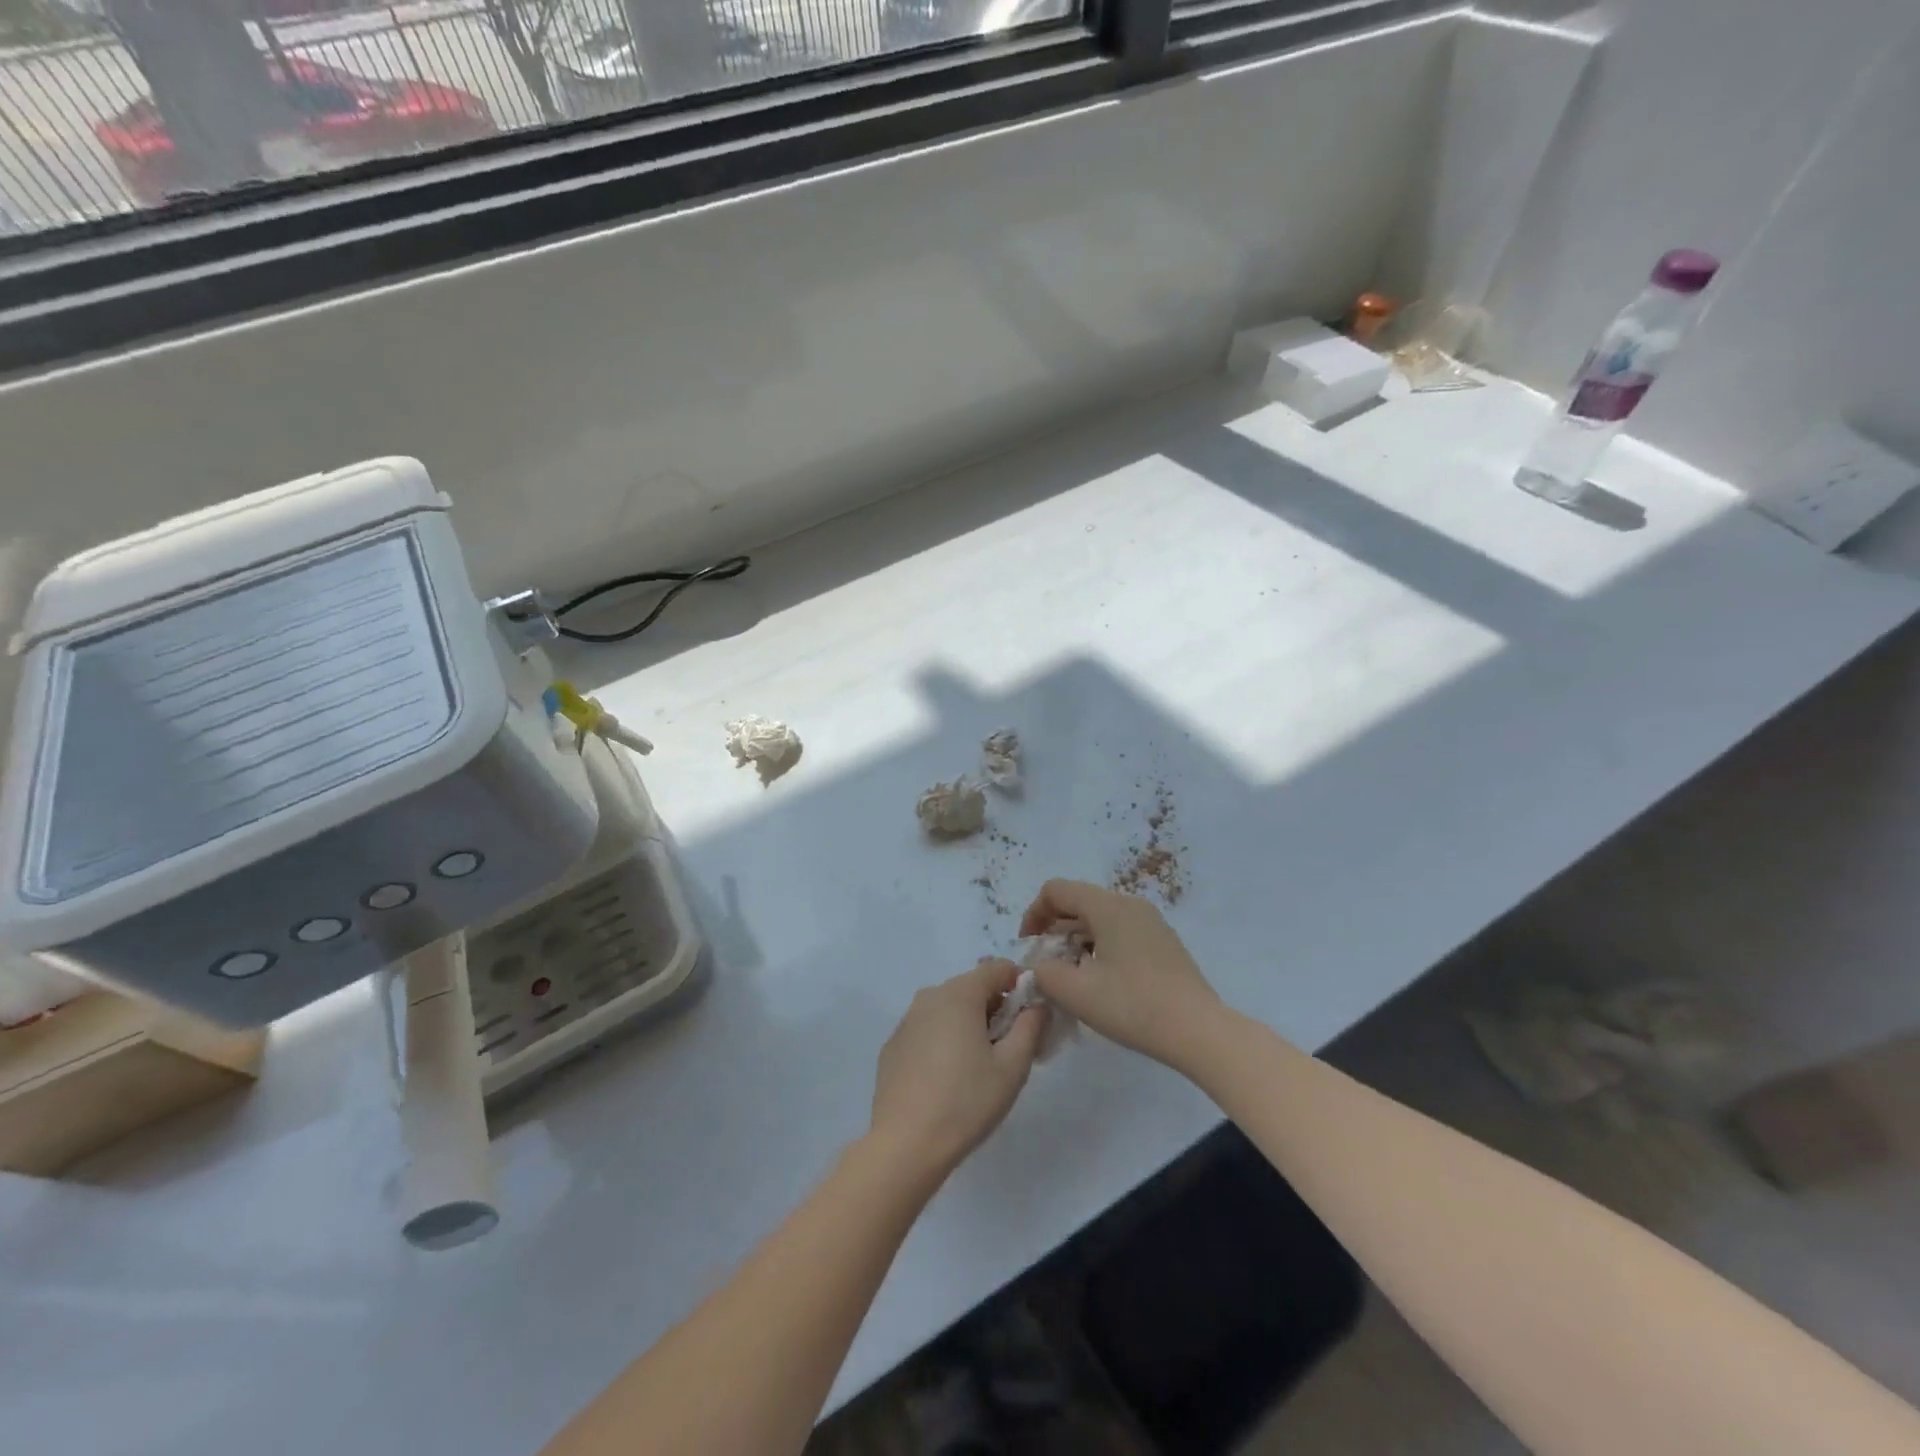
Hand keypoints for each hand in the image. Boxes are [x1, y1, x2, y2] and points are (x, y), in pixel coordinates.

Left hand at [869, 960, 1047, 1182]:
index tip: (1030, 1017)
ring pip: (948, 1008)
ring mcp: (907, 1020)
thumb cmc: (966, 1102)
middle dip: (995, 1008)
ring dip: (969, 1024)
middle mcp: (929, 996)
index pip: (997, 968)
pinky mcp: (893, 1045)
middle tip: (1010, 1048)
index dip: (1019, 985)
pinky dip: (944, 1039)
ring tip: (980, 1066)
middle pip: (972, 987)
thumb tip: (1037, 1005)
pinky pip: (928, 1029)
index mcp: (959, 994)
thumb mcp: (1012, 1067)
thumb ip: (1030, 1027)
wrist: (905, 1144)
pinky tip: (948, 1078)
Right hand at [1020, 880, 1224, 1069]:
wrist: (1199, 1031)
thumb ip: (1045, 973)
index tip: (1028, 948)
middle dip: (1053, 929)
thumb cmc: (1134, 1006)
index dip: (1033, 914)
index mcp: (1108, 906)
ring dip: (1075, 940)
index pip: (1056, 890)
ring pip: (1099, 919)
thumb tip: (1040, 967)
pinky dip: (1098, 947)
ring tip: (1069, 976)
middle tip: (1045, 965)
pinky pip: (1119, 932)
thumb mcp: (1077, 993)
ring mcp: (1150, 922)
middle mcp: (1130, 904)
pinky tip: (1099, 981)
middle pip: (1078, 902)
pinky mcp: (1162, 943)